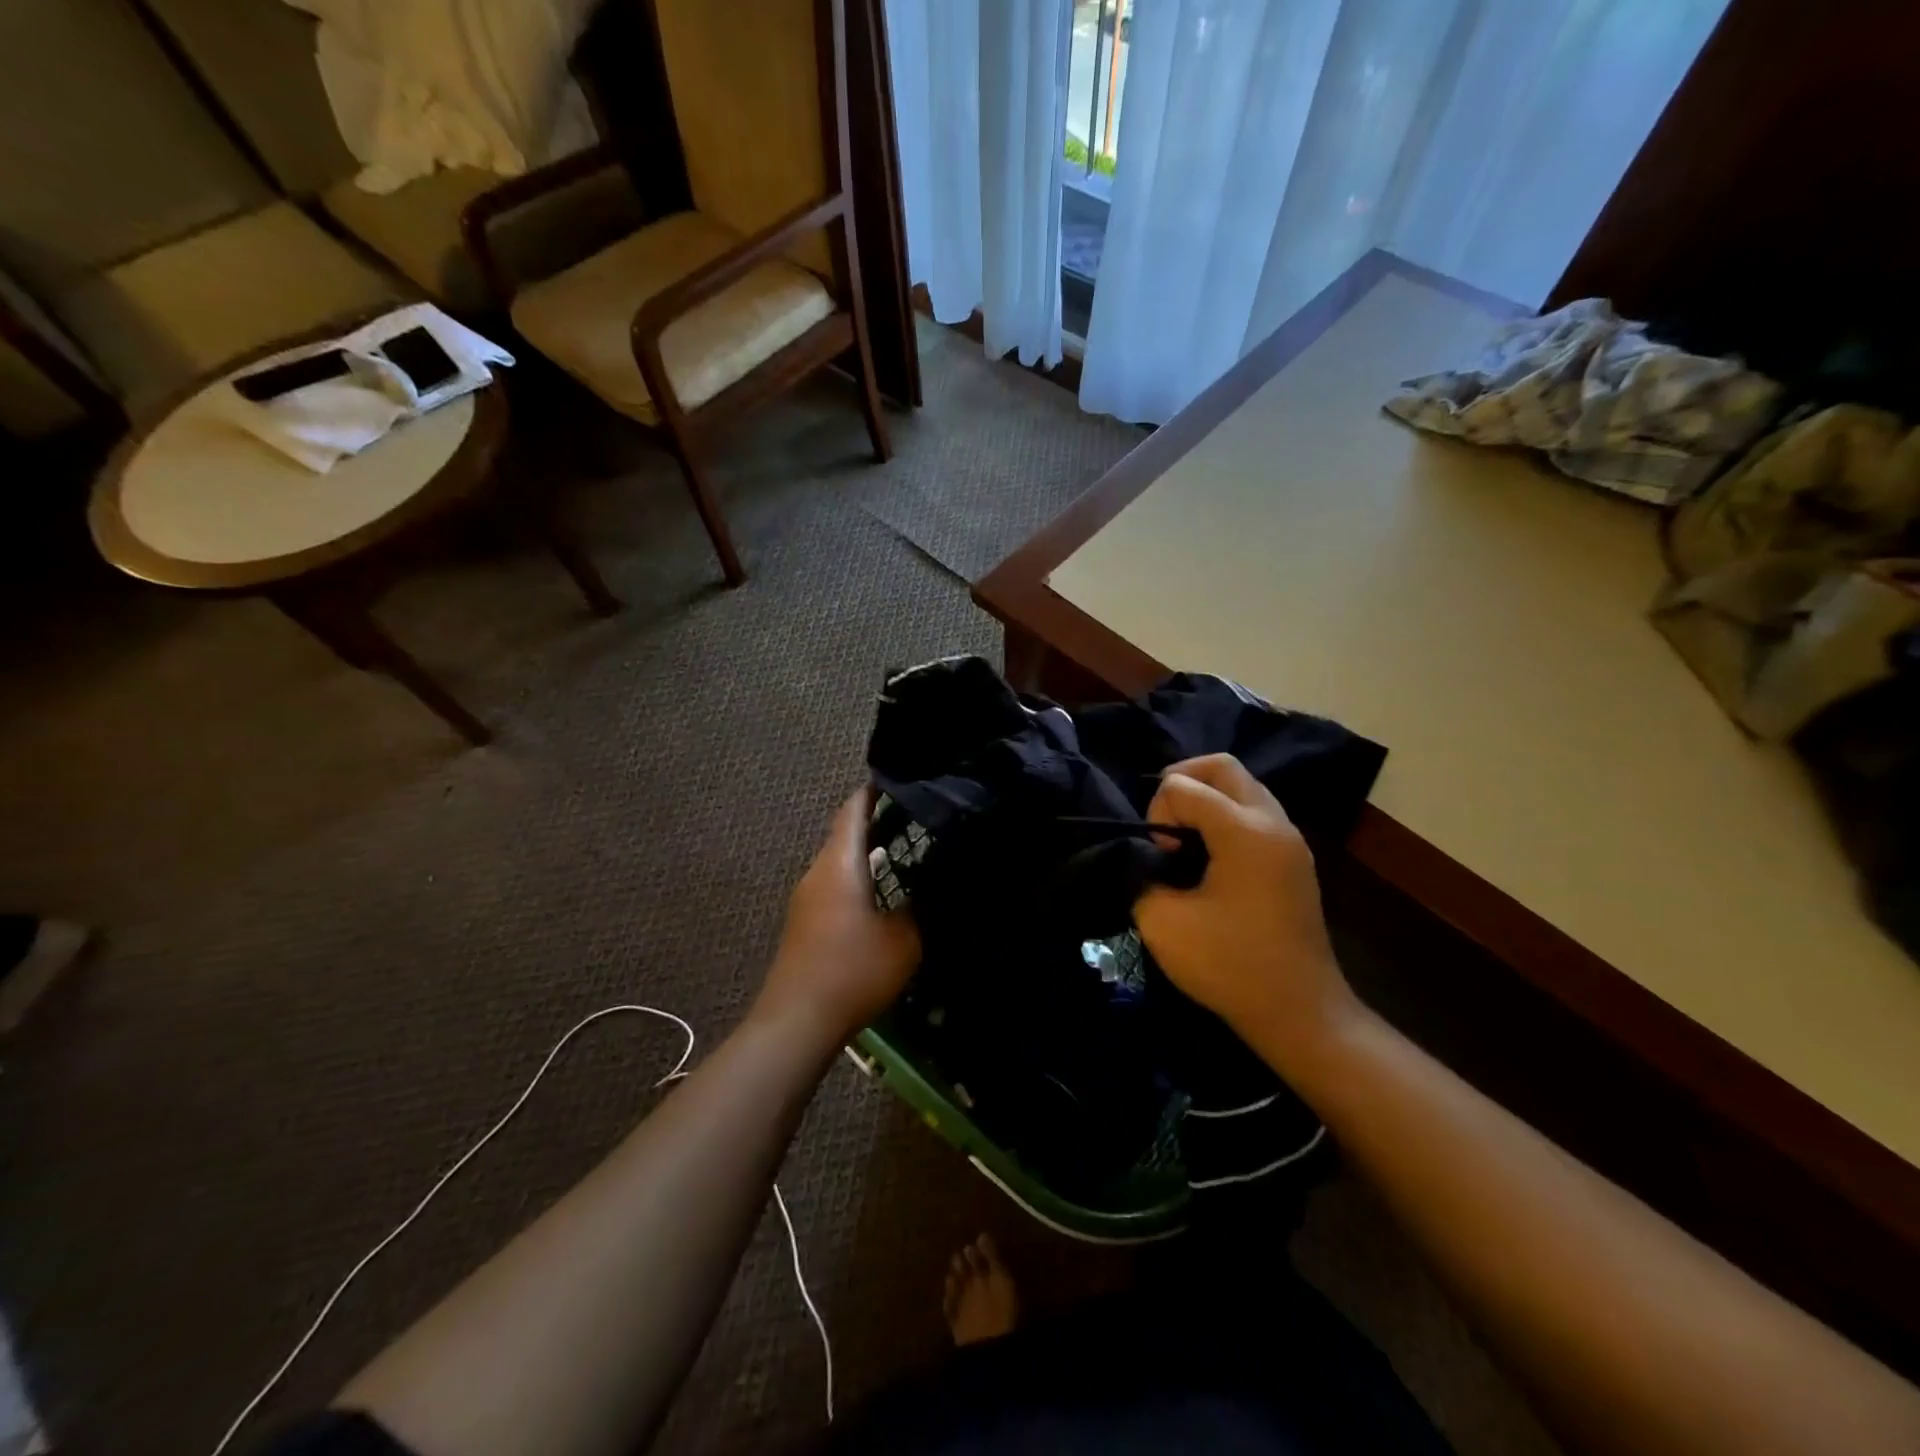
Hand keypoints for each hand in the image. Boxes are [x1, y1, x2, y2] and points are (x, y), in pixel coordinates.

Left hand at [756, 787, 920, 1041]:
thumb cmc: (852, 971)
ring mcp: (807, 897)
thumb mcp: (904, 939)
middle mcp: (818, 871)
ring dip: (867, 850)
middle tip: (917, 815)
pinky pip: (835, 882)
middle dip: (877, 819)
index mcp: (840, 864)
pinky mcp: (806, 921)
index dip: (874, 790)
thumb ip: (922, 906)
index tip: (902, 779)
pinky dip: (859, 874)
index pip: (854, 809)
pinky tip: (884, 890)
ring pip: (840, 859)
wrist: (797, 1021)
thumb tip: (935, 883)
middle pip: (845, 832)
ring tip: (906, 849)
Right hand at [1134, 755, 1358, 1072]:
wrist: (1299, 1013)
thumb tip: (1145, 859)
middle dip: (1182, 781)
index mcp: (1245, 832)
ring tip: (1182, 839)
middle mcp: (1273, 823)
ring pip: (1242, 787)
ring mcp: (1289, 840)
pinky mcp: (1293, 859)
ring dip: (1206, 798)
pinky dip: (1225, 817)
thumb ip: (1141, 875)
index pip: (1185, 786)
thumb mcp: (1163, 923)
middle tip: (1162, 822)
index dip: (1158, 812)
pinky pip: (1254, 812)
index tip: (1160, 860)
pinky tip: (1207, 855)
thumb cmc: (1230, 967)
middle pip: (1222, 767)